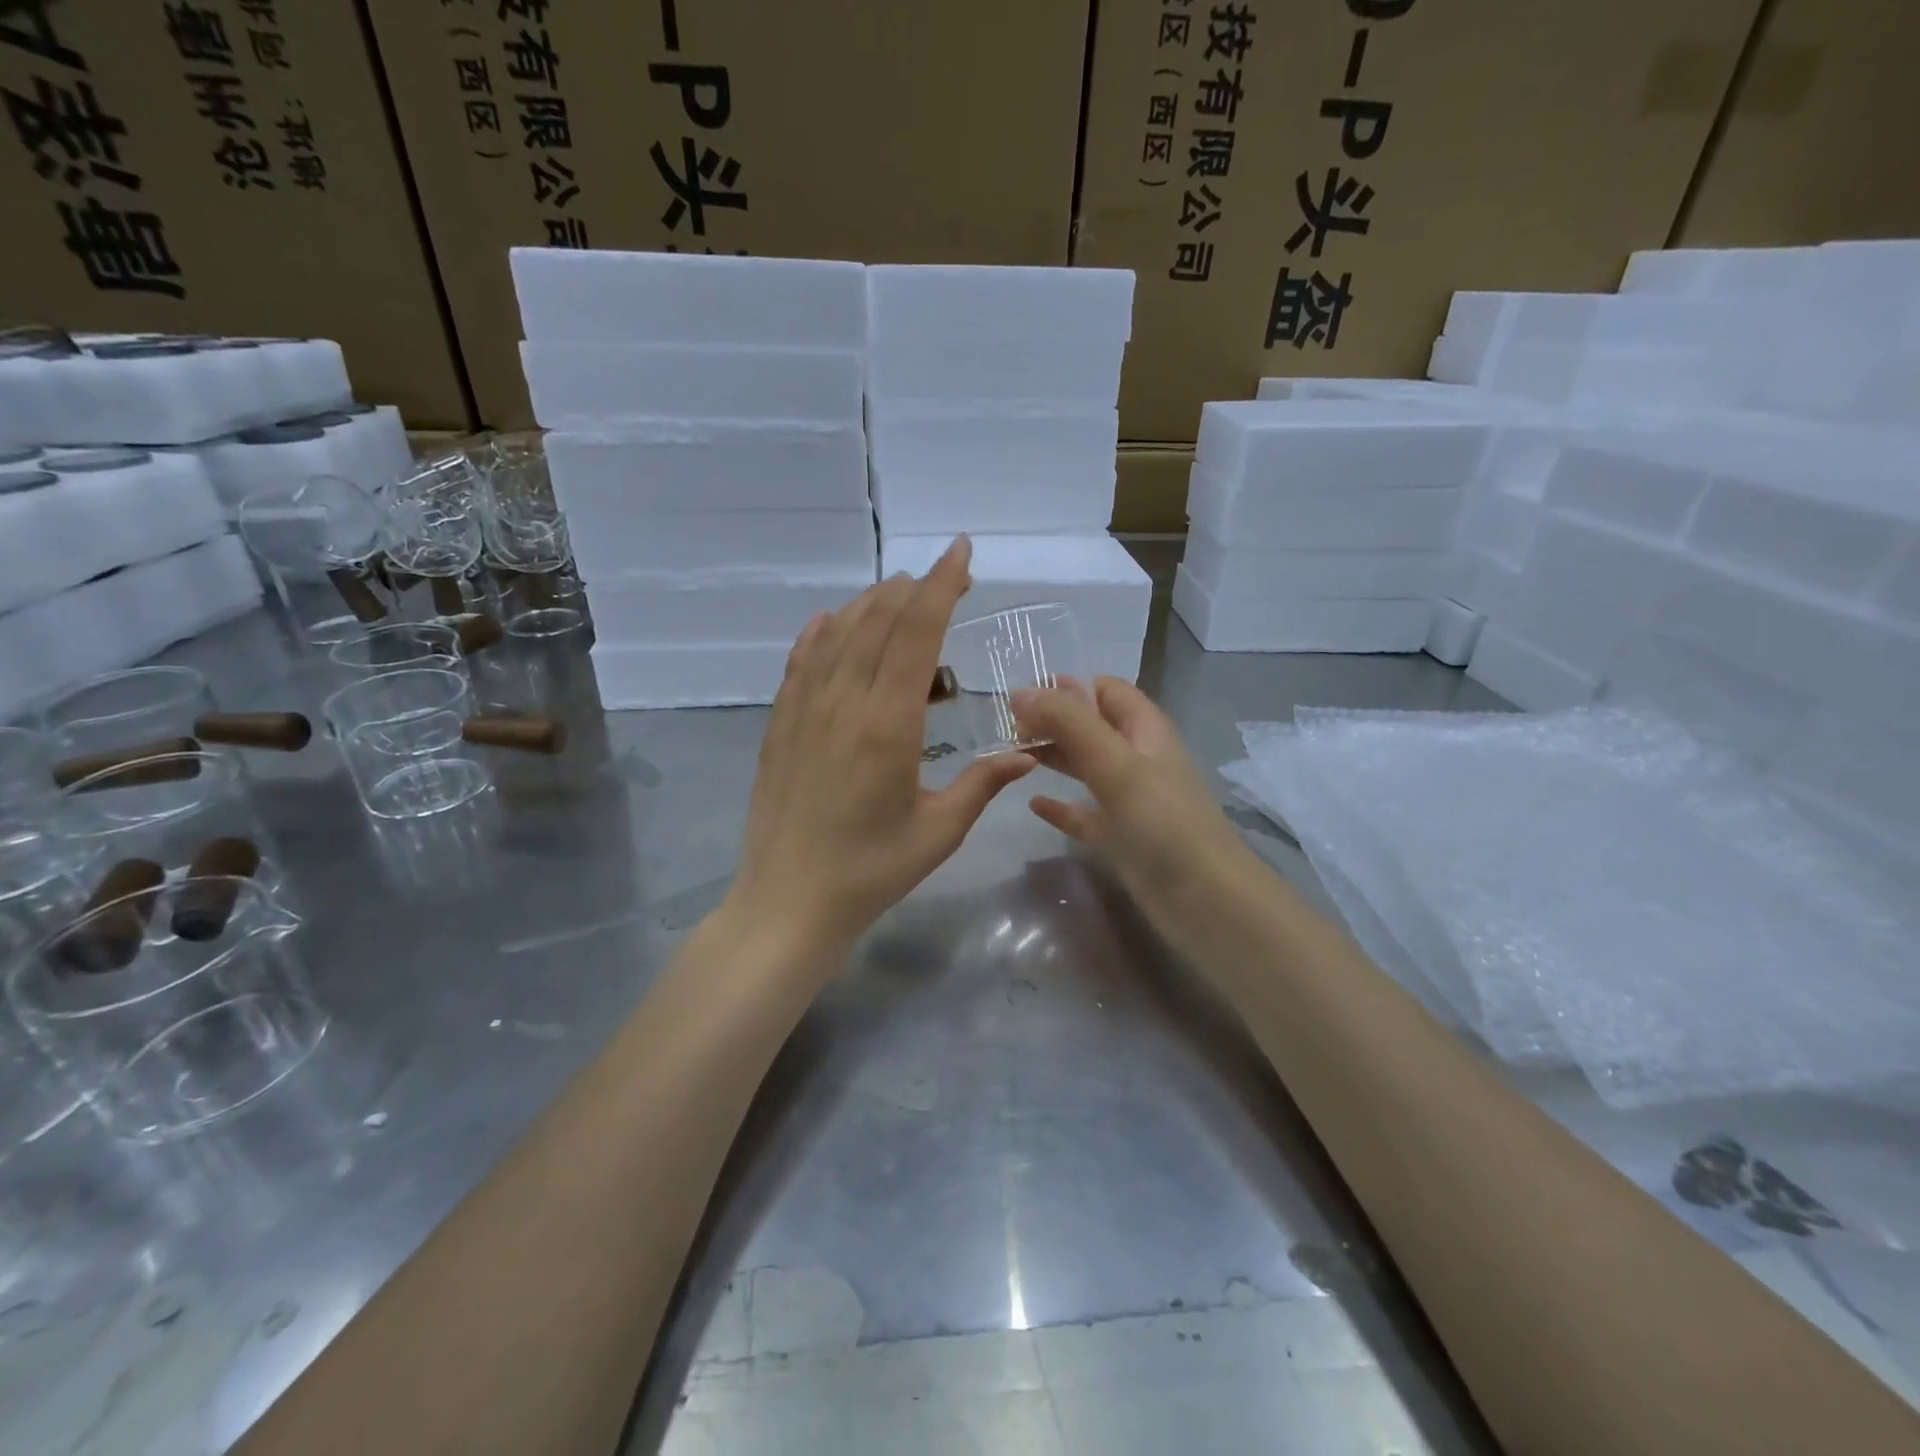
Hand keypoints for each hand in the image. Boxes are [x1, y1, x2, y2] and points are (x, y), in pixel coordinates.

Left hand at [723, 537, 1035, 954]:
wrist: (788, 902)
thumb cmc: (871, 871)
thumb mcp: (938, 832)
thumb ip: (983, 783)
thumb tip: (1026, 751)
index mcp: (887, 724)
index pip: (917, 634)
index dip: (941, 586)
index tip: (961, 553)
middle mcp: (842, 702)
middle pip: (878, 622)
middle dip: (915, 589)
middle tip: (946, 577)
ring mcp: (804, 710)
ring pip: (838, 634)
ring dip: (871, 604)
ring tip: (900, 593)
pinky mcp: (780, 725)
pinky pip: (800, 663)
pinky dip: (820, 633)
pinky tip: (831, 620)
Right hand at [1013, 677, 1261, 938]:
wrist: (1205, 901)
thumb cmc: (1163, 823)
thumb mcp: (1115, 763)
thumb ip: (1069, 723)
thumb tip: (1021, 692)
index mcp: (1145, 730)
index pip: (1105, 690)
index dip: (1067, 688)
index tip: (1022, 699)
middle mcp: (1138, 758)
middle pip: (1090, 726)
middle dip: (1052, 722)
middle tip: (1007, 732)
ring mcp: (1130, 799)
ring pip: (1085, 766)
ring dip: (1052, 757)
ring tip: (1010, 757)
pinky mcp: (1121, 836)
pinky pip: (1084, 813)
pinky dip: (1060, 805)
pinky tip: (1033, 804)